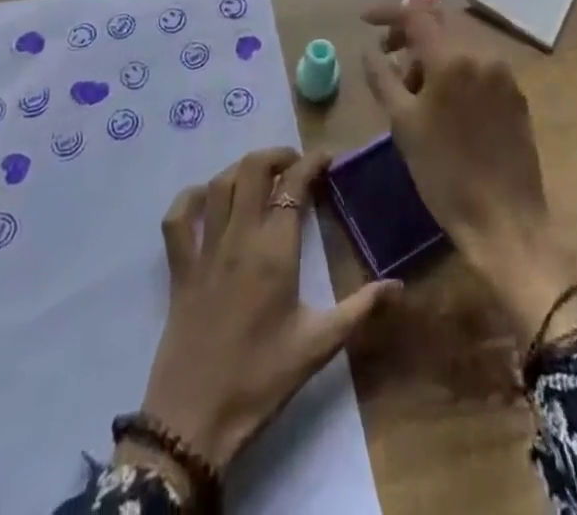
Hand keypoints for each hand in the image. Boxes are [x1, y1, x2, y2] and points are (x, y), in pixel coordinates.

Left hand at [127, 148, 399, 486]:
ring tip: (261, 174)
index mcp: (274, 251)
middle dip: (277, 155)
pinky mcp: (179, 268)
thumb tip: (399, 286)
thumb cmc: (261, 380)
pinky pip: (177, 219)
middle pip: (252, 170)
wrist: (195, 420)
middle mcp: (239, 237)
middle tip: (296, 164)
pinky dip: (190, 198)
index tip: (327, 159)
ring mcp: (204, 249)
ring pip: (219, 184)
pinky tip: (206, 198)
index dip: (311, 163)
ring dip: (241, 169)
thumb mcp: (318, 346)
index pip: (294, 185)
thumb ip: (360, 309)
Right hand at [362, 0, 576, 340]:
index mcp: (452, 58)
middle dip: (411, 29)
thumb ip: (383, 78)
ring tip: (412, 83)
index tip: (365, 20)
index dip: (388, 12)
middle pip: (441, 20)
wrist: (505, 220)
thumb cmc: (445, 173)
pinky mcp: (516, 92)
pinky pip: (479, 60)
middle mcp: (482, 53)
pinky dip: (455, 63)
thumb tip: (370, 51)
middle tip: (387, 51)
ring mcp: (503, 71)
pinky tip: (442, 95)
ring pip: (461, 39)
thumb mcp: (403, 125)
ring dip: (433, 48)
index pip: (415, 14)